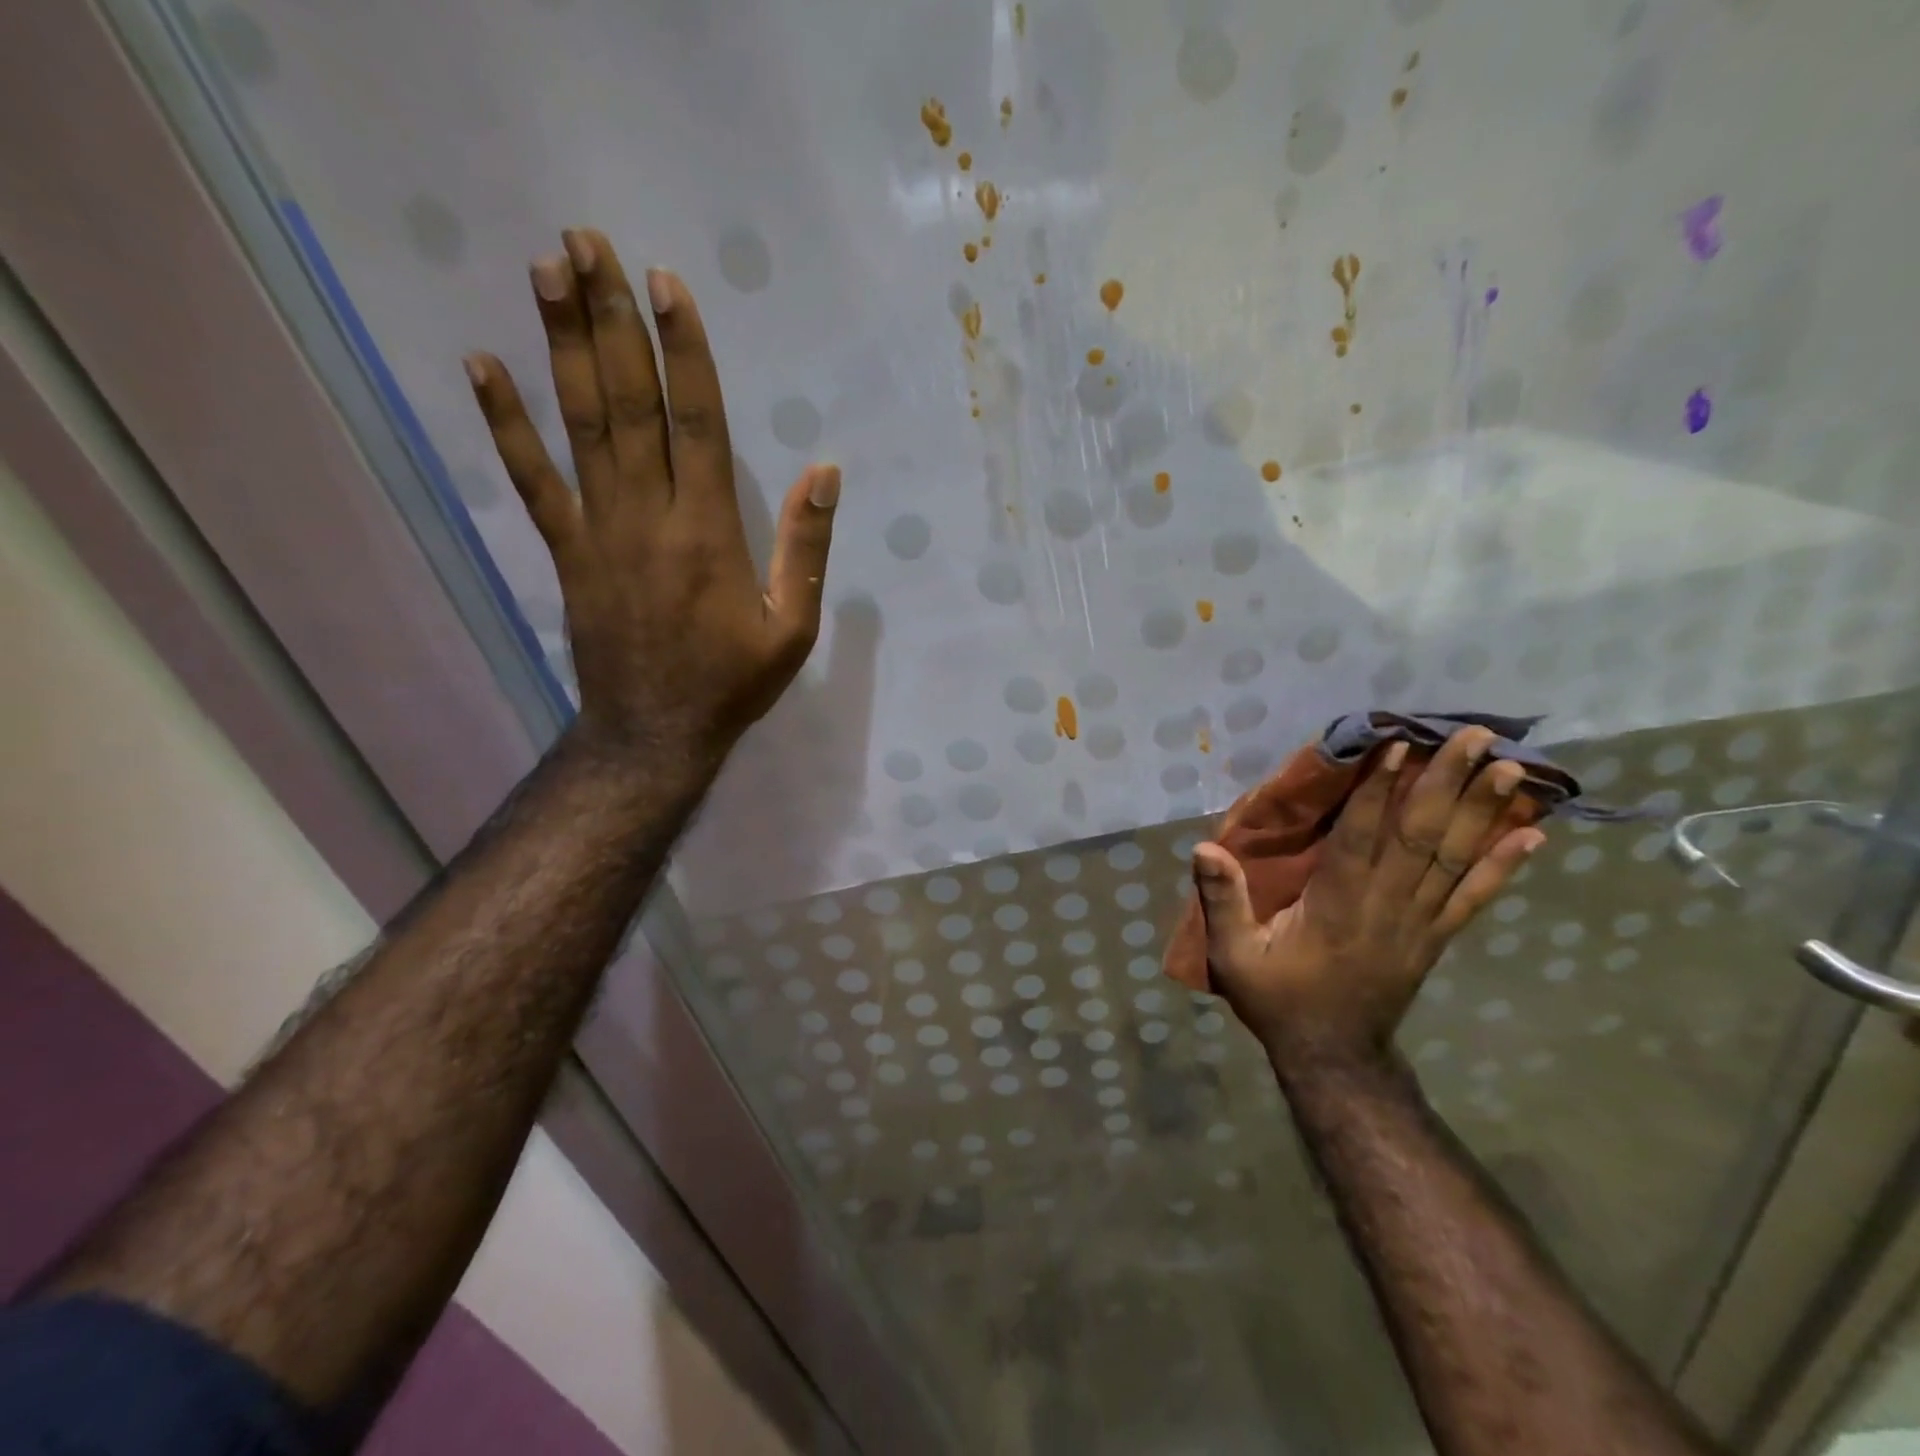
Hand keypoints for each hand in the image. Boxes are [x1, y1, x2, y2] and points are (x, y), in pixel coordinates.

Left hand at [464, 228, 838, 769]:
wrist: (655, 733)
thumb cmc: (733, 684)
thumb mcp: (792, 628)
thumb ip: (805, 549)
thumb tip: (823, 473)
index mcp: (709, 532)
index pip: (696, 422)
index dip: (682, 350)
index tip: (665, 284)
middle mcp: (649, 517)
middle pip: (629, 404)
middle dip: (610, 319)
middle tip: (585, 241)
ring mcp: (599, 531)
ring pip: (581, 426)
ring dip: (562, 346)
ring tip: (545, 270)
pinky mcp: (567, 552)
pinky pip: (533, 481)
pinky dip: (505, 424)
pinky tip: (481, 366)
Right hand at [1191, 727, 1545, 1069]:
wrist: (1333, 1057)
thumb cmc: (1278, 1000)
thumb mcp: (1233, 956)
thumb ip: (1223, 901)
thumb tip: (1204, 847)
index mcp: (1337, 905)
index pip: (1363, 837)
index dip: (1381, 790)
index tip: (1400, 746)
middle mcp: (1387, 906)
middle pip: (1422, 836)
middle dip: (1449, 782)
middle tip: (1478, 737)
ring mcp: (1418, 923)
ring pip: (1455, 859)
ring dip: (1484, 812)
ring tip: (1512, 769)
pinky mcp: (1435, 938)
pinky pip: (1474, 898)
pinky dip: (1503, 867)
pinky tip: (1532, 837)